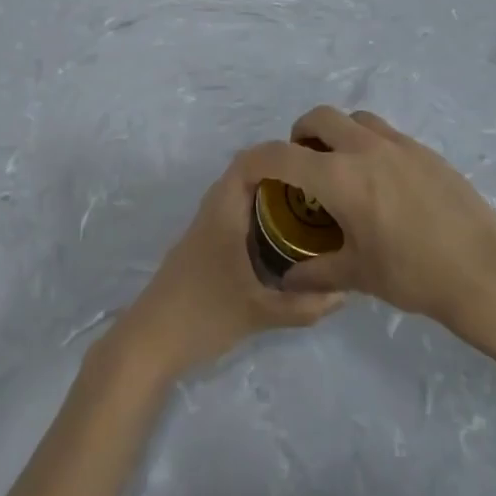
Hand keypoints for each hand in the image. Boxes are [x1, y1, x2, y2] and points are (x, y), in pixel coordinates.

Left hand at [109, 144, 343, 382]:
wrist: (150, 341)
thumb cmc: (204, 315)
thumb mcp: (260, 313)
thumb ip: (304, 305)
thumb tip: (345, 293)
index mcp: (224, 213)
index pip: (247, 162)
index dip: (277, 154)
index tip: (312, 162)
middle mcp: (212, 211)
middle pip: (245, 175)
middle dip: (280, 175)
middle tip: (317, 187)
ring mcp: (203, 229)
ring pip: (238, 196)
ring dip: (267, 195)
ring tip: (305, 208)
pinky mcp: (201, 246)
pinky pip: (232, 214)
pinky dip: (255, 214)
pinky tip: (278, 239)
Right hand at [276, 107, 495, 332]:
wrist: (485, 270)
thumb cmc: (415, 275)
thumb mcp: (359, 275)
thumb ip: (316, 272)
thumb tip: (288, 279)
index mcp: (340, 178)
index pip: (282, 155)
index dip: (257, 159)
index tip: (249, 171)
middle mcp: (365, 149)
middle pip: (319, 117)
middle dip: (300, 134)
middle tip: (302, 166)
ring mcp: (399, 144)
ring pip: (354, 118)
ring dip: (336, 132)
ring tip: (340, 168)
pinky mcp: (424, 150)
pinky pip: (384, 132)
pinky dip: (367, 143)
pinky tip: (379, 181)